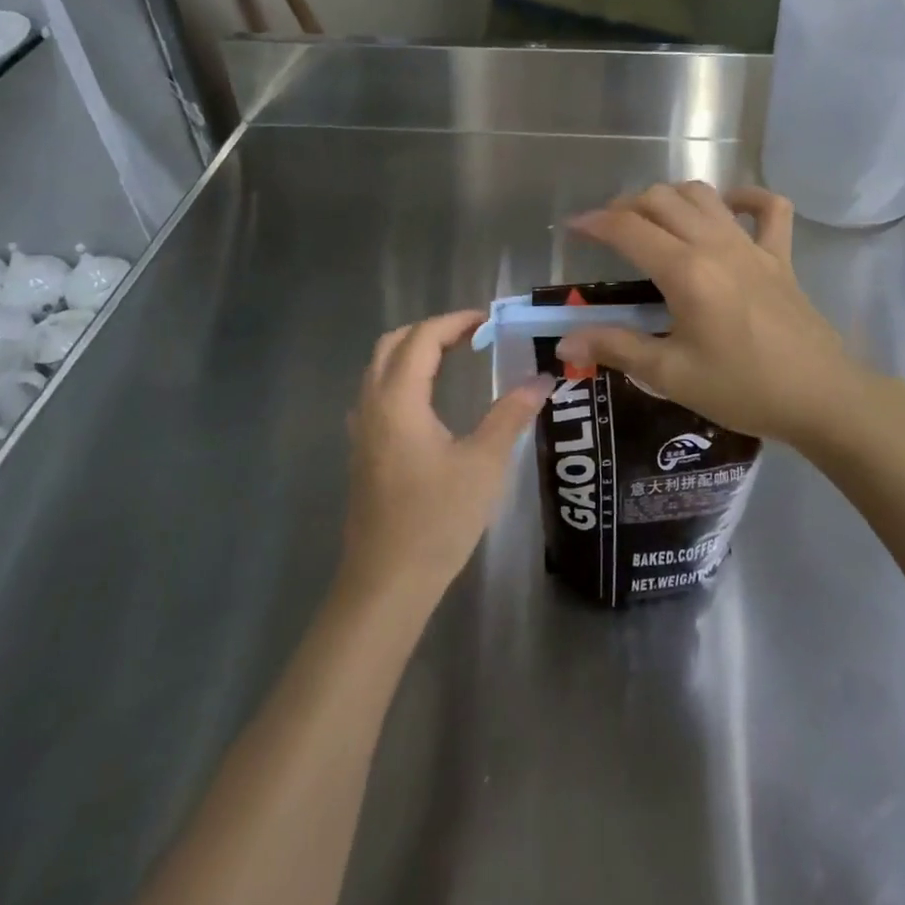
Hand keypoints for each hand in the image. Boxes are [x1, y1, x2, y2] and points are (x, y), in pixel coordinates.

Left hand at [341, 310, 552, 605]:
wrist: (386, 583)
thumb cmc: (437, 520)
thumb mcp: (484, 464)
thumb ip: (511, 414)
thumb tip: (542, 379)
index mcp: (398, 400)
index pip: (423, 338)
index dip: (455, 322)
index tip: (489, 321)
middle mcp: (372, 405)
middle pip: (393, 344)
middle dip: (431, 330)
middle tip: (471, 335)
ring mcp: (361, 429)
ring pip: (380, 368)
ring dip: (414, 352)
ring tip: (455, 358)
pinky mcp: (362, 451)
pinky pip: (377, 393)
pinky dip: (403, 377)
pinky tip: (429, 401)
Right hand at [556, 183, 872, 448]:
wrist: (821, 397)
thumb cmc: (743, 388)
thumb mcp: (671, 375)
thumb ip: (617, 348)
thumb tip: (567, 342)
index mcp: (685, 271)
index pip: (628, 228)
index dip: (594, 222)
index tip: (573, 227)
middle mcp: (715, 244)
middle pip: (661, 199)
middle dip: (627, 206)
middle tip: (610, 232)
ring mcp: (752, 245)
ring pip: (703, 194)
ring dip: (671, 197)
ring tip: (653, 219)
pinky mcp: (780, 255)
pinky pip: (769, 208)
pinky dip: (745, 198)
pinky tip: (728, 208)